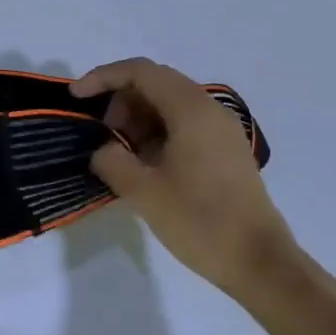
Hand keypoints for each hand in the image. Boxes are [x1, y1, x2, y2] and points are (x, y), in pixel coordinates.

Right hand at [72, 58, 294, 297]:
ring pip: (169, 104)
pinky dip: (157, 133)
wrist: (260, 262)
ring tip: (120, 154)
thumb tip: (104, 150)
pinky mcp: (226, 151)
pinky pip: (184, 125)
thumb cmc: (200, 221)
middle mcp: (209, 109)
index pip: (140, 72)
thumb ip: (112, 160)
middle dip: (120, 101)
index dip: (102, 78)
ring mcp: (221, 130)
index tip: (75, 98)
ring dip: (138, 119)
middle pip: (155, 83)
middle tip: (101, 135)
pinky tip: (145, 164)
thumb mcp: (143, 192)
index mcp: (191, 109)